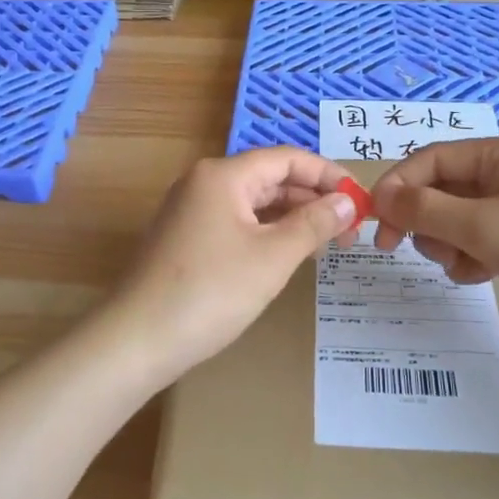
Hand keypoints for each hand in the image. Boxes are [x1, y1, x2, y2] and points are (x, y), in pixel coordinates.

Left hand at [104, 148, 357, 383]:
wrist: (137, 340)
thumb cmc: (210, 292)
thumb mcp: (273, 257)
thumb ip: (314, 223)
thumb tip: (348, 202)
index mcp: (223, 175)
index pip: (287, 158)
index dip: (329, 174)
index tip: (361, 200)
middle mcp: (204, 183)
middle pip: (270, 178)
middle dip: (313, 198)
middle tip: (350, 229)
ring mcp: (191, 211)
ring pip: (254, 203)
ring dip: (292, 218)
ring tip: (328, 243)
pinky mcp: (186, 239)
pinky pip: (237, 223)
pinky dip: (268, 233)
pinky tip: (289, 255)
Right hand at [372, 136, 498, 351]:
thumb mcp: (487, 227)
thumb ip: (428, 209)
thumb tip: (380, 195)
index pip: (432, 158)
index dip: (399, 185)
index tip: (376, 221)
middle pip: (440, 189)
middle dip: (425, 220)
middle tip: (411, 249)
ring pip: (454, 219)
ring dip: (447, 243)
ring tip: (465, 266)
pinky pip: (475, 241)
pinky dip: (469, 259)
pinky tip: (482, 277)